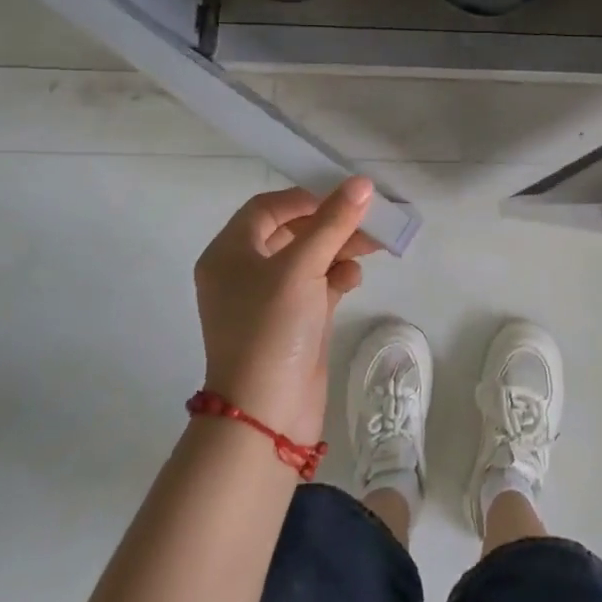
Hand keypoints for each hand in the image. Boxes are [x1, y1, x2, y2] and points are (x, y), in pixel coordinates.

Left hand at [194, 178, 377, 445]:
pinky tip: (354, 278)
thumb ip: (333, 222)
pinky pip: (315, 287)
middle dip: (330, 225)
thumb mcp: (302, 267)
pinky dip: (335, 278)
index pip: (267, 208)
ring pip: (307, 259)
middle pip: (291, 232)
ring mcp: (267, 301)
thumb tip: (362, 183)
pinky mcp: (290, 324)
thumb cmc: (272, 328)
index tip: (341, 200)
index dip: (305, 199)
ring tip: (372, 247)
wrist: (266, 417)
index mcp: (229, 253)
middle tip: (367, 222)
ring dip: (338, 249)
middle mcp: (243, 272)